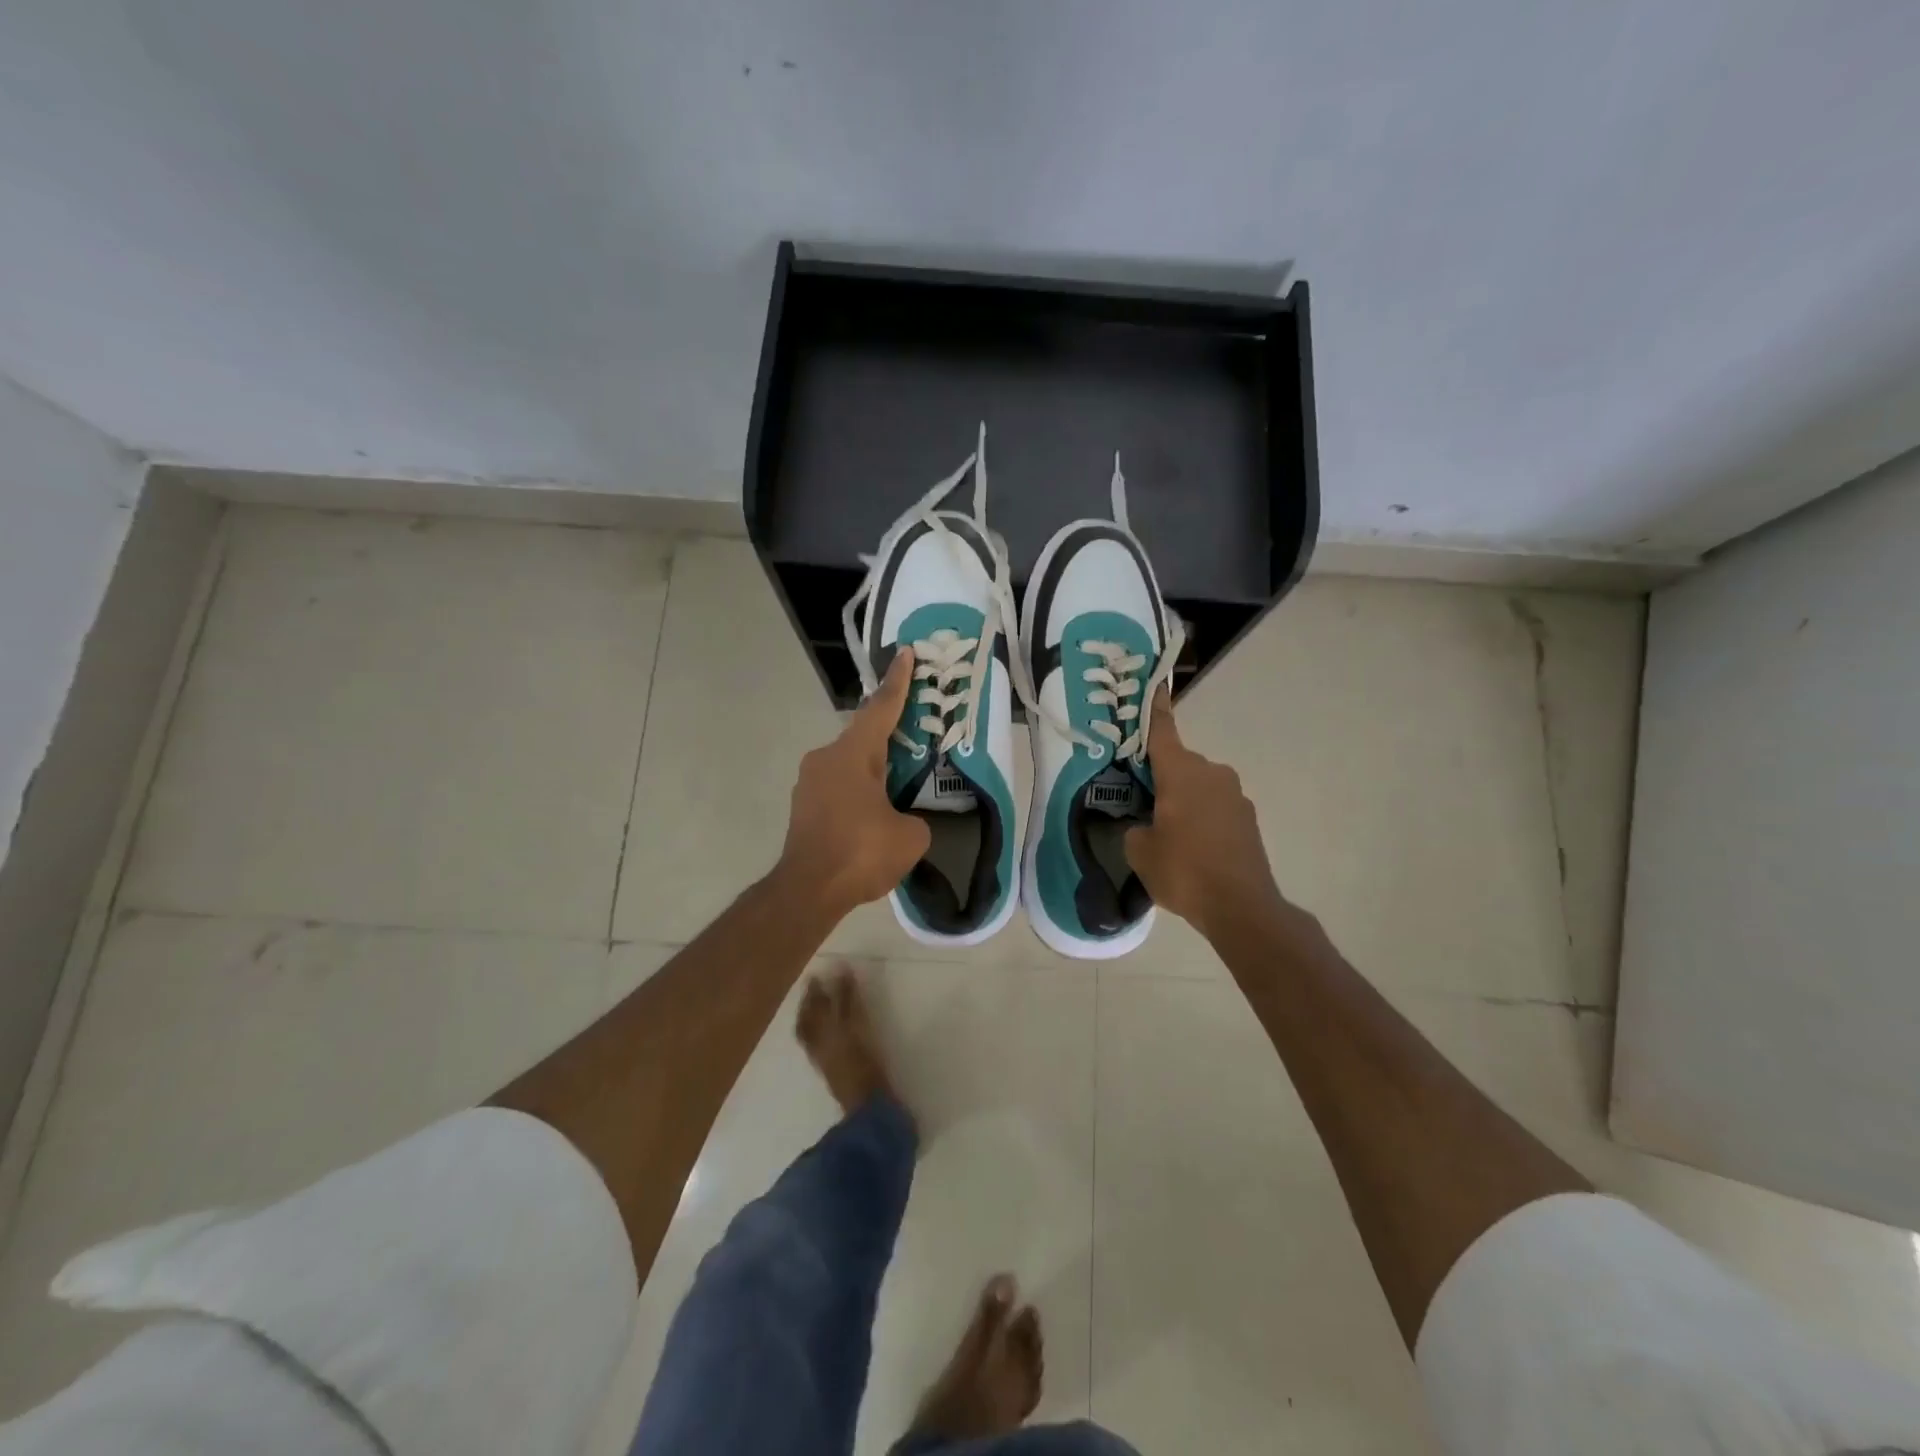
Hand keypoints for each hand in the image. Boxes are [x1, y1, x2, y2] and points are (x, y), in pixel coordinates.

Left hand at [777, 649, 932, 918]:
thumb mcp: (910, 836)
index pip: (881, 709)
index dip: (898, 681)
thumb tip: (904, 820)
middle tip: (915, 735)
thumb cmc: (860, 853)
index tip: (906, 654)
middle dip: (890, 735)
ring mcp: (808, 783)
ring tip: (899, 784)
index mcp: (852, 754)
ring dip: (873, 769)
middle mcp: (825, 759)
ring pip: (849, 764)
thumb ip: (914, 818)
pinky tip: (875, 813)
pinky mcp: (803, 807)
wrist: (807, 892)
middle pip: (864, 737)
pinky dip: (858, 791)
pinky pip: (838, 787)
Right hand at [1125, 690, 1286, 937]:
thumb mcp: (1140, 851)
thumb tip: (1144, 824)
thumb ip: (1135, 828)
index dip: (1153, 709)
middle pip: (1178, 762)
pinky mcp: (1247, 818)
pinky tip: (1191, 846)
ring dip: (1182, 798)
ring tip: (1166, 830)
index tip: (1152, 685)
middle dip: (1159, 775)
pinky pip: (1214, 806)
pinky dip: (1200, 816)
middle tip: (1138, 797)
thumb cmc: (1184, 871)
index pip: (1161, 731)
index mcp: (1181, 772)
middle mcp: (1211, 773)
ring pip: (1197, 785)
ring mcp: (1235, 795)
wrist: (1242, 907)